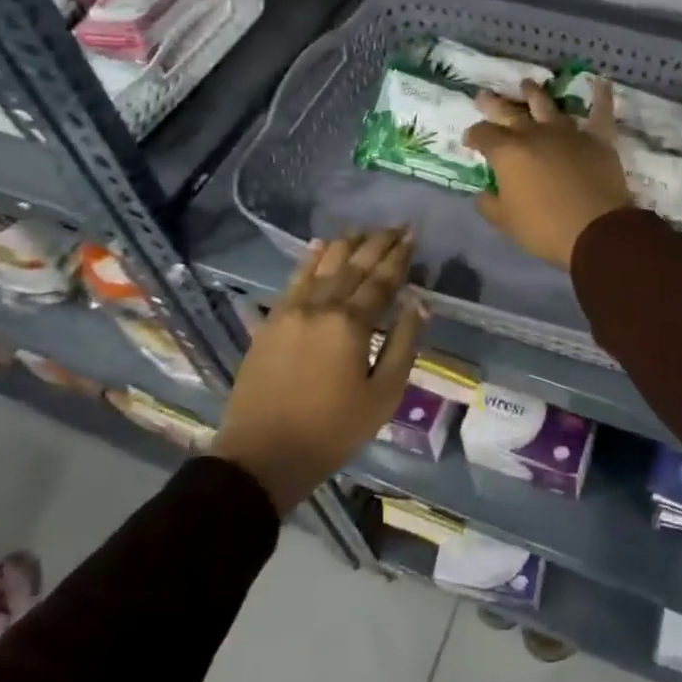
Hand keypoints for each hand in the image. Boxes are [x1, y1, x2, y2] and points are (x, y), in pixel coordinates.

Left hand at [212, 227, 426, 514]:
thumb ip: (403, 344)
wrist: (262, 455)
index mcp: (351, 324)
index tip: (412, 234)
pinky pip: (294, 278)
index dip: (399, 255)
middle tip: (396, 226)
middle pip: (354, 264)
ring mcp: (291, 310)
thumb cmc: (331, 431)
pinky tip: (319, 245)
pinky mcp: (271, 320)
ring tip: (363, 229)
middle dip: (377, 242)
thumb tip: (419, 304)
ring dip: (346, 244)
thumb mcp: (382, 396)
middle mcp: (321, 306)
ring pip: (323, 264)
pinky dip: (310, 258)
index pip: (381, 280)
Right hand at [464, 79, 632, 269]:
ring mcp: (567, 132)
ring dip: (534, 93)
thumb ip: (489, 205)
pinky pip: (600, 112)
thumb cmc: (544, 228)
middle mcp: (534, 134)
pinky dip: (601, 96)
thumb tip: (483, 193)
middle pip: (509, 112)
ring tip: (526, 84)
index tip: (469, 140)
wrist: (595, 230)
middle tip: (484, 96)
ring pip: (547, 105)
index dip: (473, 136)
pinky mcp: (597, 139)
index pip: (482, 135)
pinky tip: (601, 82)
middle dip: (494, 104)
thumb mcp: (506, 222)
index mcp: (507, 152)